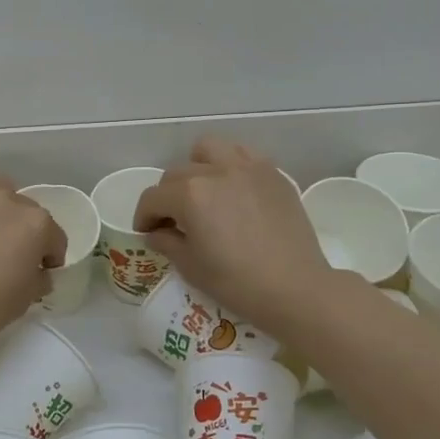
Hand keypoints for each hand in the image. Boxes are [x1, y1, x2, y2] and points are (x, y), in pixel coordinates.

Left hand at [0, 176, 67, 357]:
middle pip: (25, 210)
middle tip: (9, 254)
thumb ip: (38, 278)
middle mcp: (6, 199)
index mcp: (35, 223)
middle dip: (23, 230)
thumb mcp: (25, 299)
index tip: (41, 271)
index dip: (50, 256)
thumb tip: (37, 272)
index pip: (54, 236)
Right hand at [134, 138, 337, 335]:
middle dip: (167, 197)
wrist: (296, 288)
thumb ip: (167, 242)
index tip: (146, 232)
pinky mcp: (272, 173)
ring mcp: (247, 167)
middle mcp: (216, 171)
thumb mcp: (191, 267)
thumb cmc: (237, 282)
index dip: (143, 216)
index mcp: (190, 194)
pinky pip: (242, 155)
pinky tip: (233, 190)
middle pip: (176, 174)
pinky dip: (229, 166)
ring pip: (208, 150)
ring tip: (203, 193)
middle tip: (174, 221)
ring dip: (197, 167)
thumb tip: (157, 232)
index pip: (153, 197)